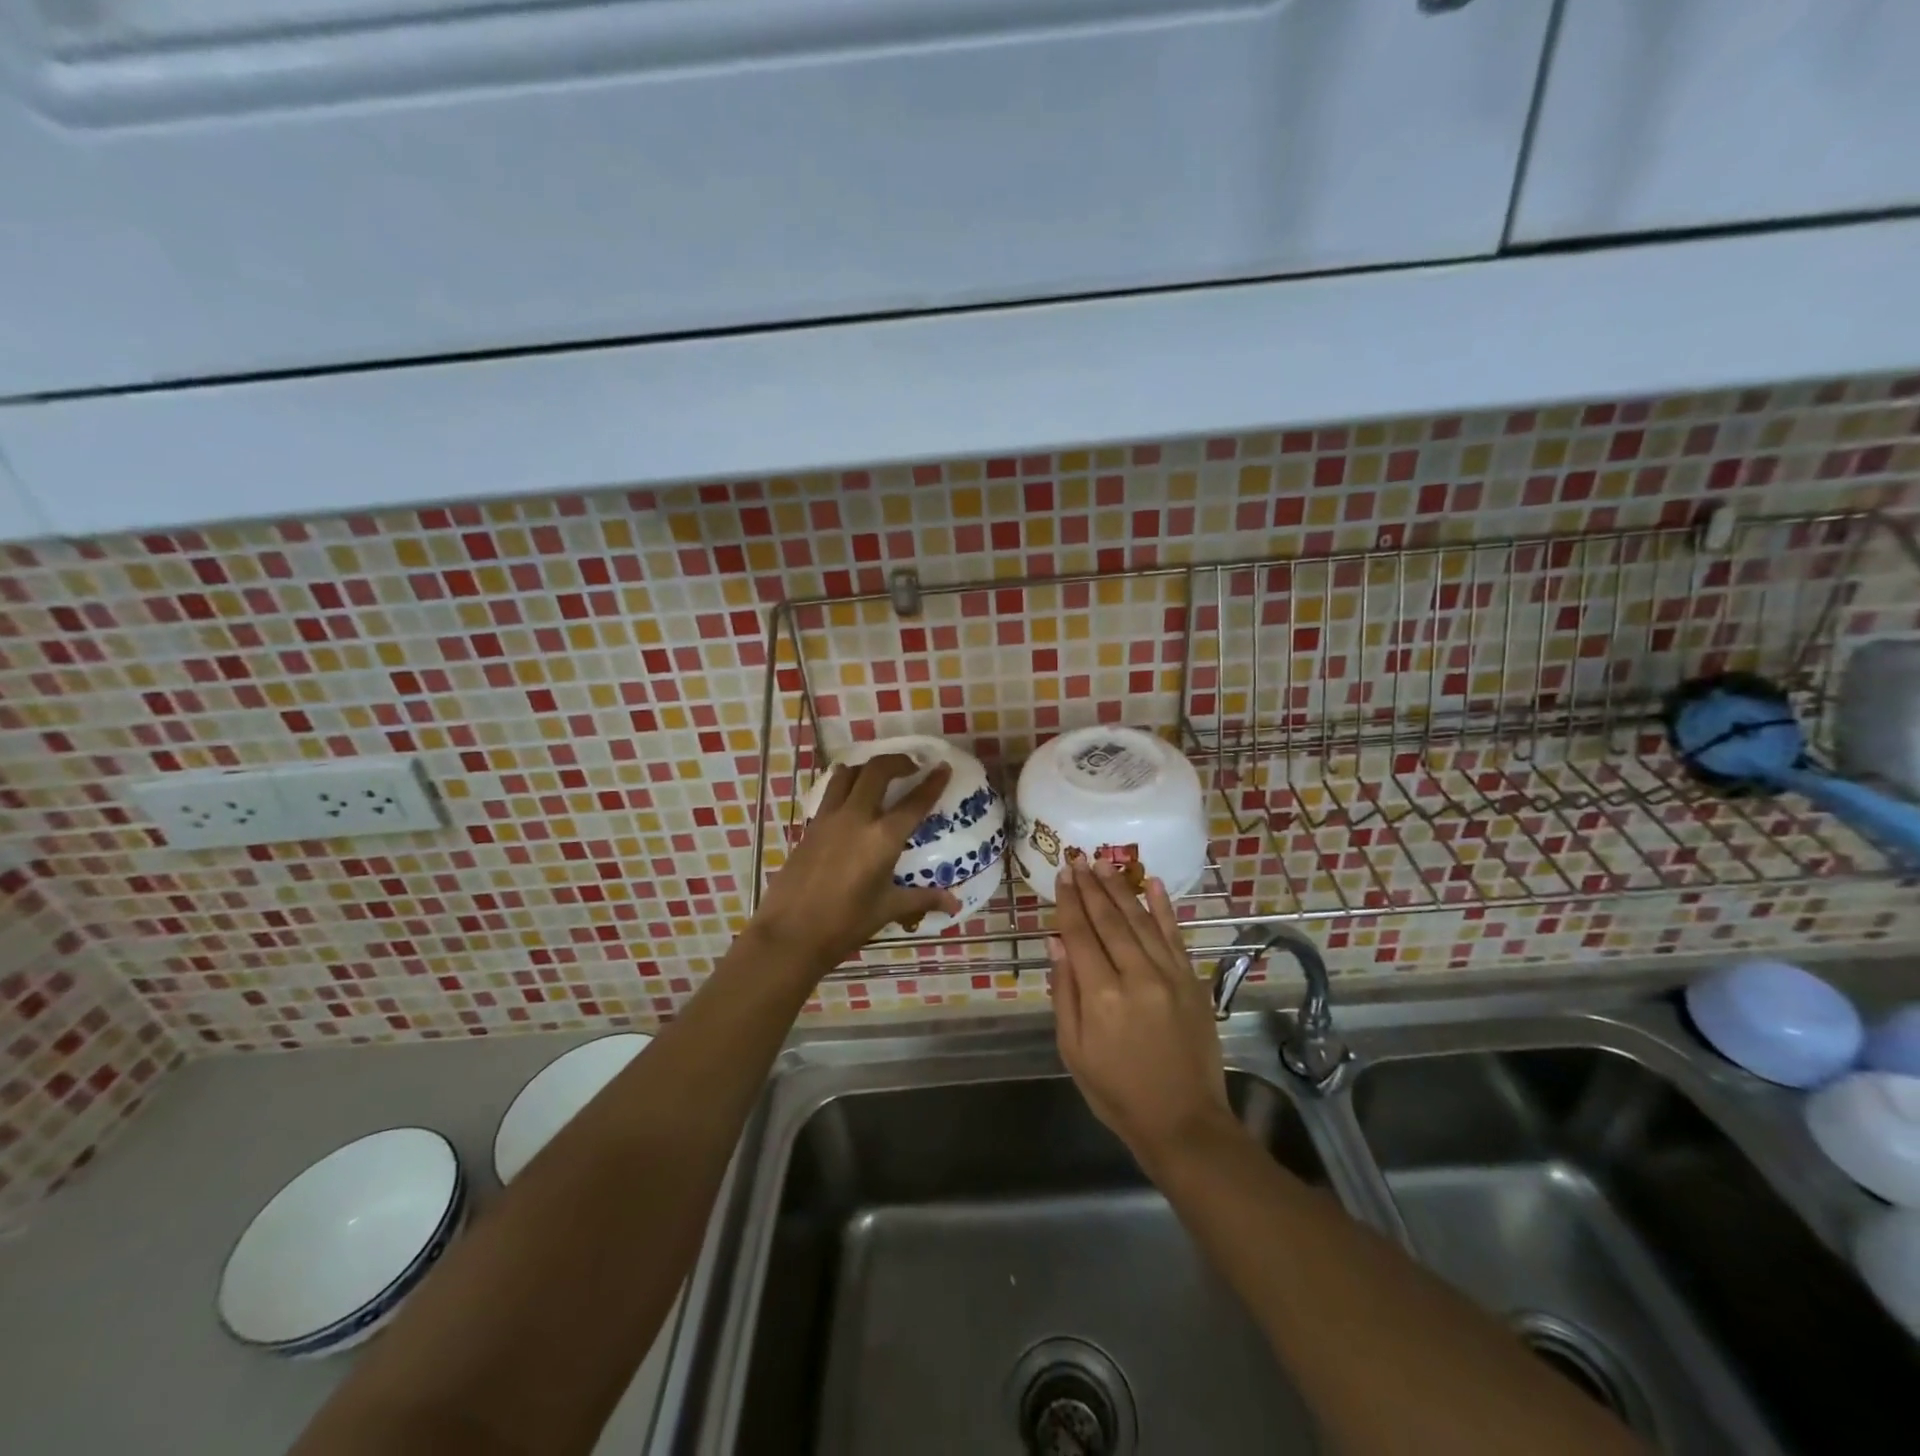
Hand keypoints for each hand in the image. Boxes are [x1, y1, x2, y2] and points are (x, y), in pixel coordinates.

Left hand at [752, 755, 961, 969]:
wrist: (790, 934)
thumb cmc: (845, 924)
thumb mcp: (888, 909)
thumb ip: (923, 899)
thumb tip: (955, 904)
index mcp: (882, 838)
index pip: (914, 802)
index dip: (932, 782)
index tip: (943, 767)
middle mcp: (856, 818)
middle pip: (877, 771)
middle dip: (897, 762)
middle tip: (911, 767)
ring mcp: (828, 819)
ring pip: (847, 774)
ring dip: (866, 768)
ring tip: (878, 777)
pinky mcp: (810, 827)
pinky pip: (829, 793)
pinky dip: (844, 786)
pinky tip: (850, 799)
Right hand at [1048, 859, 1232, 1169]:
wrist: (1184, 1122)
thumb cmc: (1117, 1092)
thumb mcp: (1074, 1050)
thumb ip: (1065, 992)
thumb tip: (1056, 942)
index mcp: (1102, 996)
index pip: (1080, 935)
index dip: (1069, 903)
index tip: (1061, 876)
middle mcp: (1137, 977)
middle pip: (1109, 921)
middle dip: (1091, 887)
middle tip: (1079, 859)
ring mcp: (1170, 976)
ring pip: (1141, 921)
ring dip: (1121, 889)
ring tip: (1104, 863)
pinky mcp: (1192, 982)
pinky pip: (1176, 936)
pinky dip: (1165, 908)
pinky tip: (1154, 884)